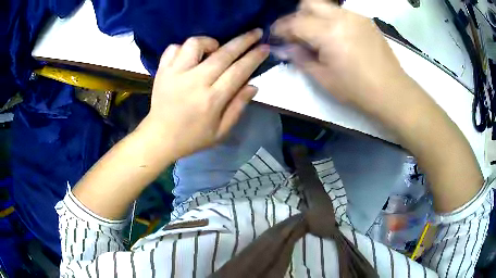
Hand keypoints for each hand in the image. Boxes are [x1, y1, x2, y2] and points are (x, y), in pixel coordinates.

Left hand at [140, 30, 268, 159]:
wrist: (159, 137)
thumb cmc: (192, 137)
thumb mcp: (221, 131)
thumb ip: (238, 107)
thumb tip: (253, 85)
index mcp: (211, 100)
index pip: (238, 71)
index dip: (254, 57)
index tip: (264, 47)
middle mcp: (194, 82)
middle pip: (223, 54)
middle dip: (243, 41)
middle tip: (256, 32)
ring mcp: (175, 74)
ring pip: (195, 44)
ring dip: (210, 42)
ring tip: (215, 49)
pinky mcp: (162, 71)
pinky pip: (173, 48)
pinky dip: (184, 48)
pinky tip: (190, 57)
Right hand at [272, 0, 417, 121]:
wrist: (392, 92)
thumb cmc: (357, 90)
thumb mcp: (323, 78)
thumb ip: (300, 58)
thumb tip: (283, 48)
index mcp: (328, 33)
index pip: (294, 22)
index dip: (280, 28)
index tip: (275, 35)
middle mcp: (341, 17)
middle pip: (309, 3)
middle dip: (297, 15)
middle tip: (297, 33)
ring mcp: (356, 17)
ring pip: (325, 6)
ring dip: (315, 16)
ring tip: (318, 36)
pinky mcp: (366, 21)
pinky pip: (341, 13)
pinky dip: (331, 19)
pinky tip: (336, 36)